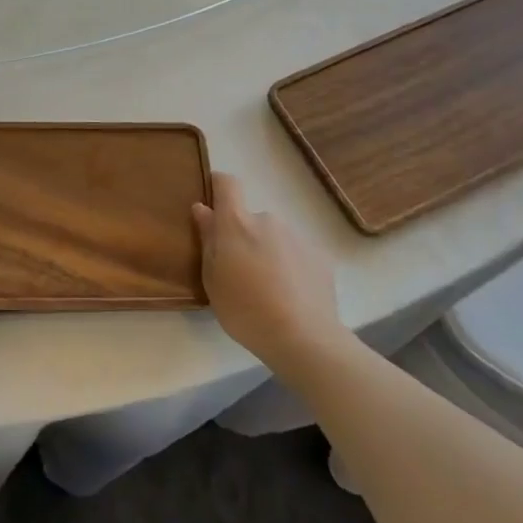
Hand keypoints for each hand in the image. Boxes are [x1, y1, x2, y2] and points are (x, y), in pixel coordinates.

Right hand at [193, 173, 353, 384]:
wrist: (304, 338)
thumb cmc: (245, 309)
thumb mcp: (213, 279)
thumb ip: (208, 239)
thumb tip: (202, 209)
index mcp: (237, 223)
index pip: (227, 184)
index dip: (218, 186)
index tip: (212, 203)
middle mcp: (268, 220)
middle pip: (250, 219)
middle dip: (245, 238)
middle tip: (241, 272)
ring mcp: (297, 237)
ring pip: (275, 238)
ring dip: (269, 254)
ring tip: (269, 291)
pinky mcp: (320, 257)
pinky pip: (297, 255)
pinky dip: (291, 269)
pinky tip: (292, 298)